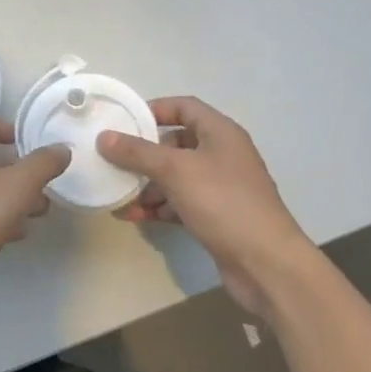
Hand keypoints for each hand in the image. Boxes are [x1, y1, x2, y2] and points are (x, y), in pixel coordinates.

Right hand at [98, 97, 310, 318]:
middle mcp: (222, 154)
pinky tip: (133, 216)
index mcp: (220, 133)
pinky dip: (159, 207)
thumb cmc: (223, 202)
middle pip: (176, 143)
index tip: (124, 121)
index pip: (184, 107)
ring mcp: (221, 187)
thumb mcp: (175, 171)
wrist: (267, 264)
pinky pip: (181, 203)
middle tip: (115, 161)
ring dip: (148, 184)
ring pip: (176, 176)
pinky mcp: (217, 216)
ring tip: (118, 194)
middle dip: (145, 154)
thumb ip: (137, 152)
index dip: (154, 109)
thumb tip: (104, 137)